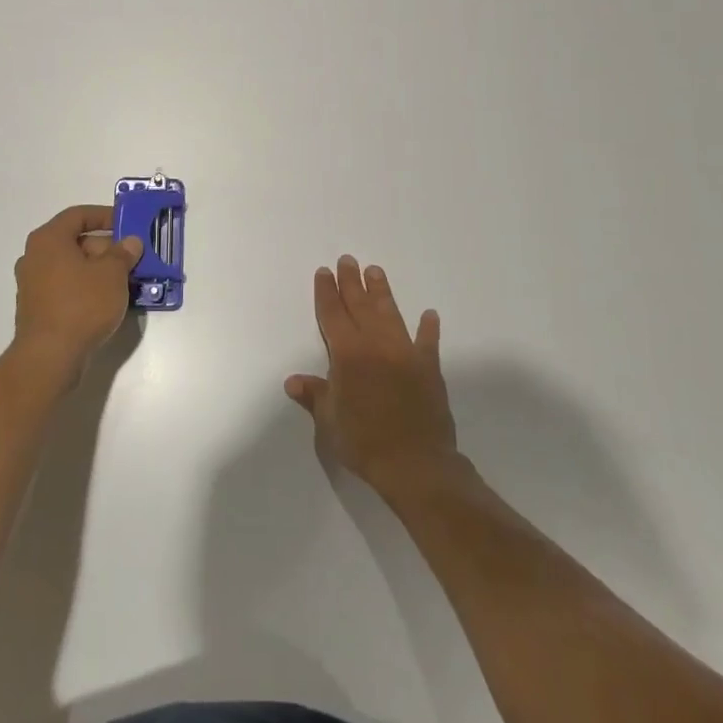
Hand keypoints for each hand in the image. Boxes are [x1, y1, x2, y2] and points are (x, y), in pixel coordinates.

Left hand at [13, 204, 141, 375]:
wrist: (50, 356)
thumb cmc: (81, 305)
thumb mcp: (112, 274)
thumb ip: (123, 253)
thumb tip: (130, 242)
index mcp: (48, 239)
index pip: (78, 215)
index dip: (105, 215)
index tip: (127, 224)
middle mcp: (35, 256)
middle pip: (76, 242)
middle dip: (107, 248)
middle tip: (132, 258)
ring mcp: (33, 284)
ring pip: (72, 267)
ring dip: (99, 270)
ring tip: (126, 281)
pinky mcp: (37, 308)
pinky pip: (66, 287)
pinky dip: (86, 288)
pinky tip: (108, 301)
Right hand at [286, 256, 460, 497]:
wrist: (414, 463)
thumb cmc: (363, 441)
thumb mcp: (329, 420)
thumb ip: (314, 395)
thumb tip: (293, 381)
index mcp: (348, 354)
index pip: (333, 315)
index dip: (327, 293)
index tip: (325, 272)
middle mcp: (376, 345)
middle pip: (361, 306)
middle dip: (352, 282)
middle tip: (348, 260)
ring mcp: (405, 353)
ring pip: (390, 314)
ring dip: (382, 292)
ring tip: (375, 271)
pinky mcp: (429, 367)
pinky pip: (428, 342)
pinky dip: (428, 328)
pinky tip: (429, 315)